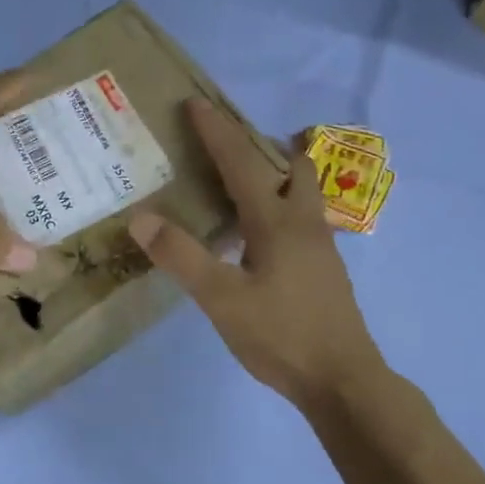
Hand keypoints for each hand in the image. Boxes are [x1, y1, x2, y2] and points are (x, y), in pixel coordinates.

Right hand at [128, 99, 381, 409]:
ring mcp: (319, 246)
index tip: (195, 103)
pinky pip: (299, 217)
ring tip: (236, 181)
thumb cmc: (281, 336)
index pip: (242, 162)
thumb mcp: (221, 299)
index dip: (216, 131)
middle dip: (260, 144)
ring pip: (301, 190)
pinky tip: (255, 233)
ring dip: (273, 173)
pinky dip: (277, 204)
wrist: (342, 380)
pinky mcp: (323, 268)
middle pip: (291, 164)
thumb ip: (182, 256)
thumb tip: (142, 217)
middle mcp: (303, 222)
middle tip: (225, 142)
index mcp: (277, 221)